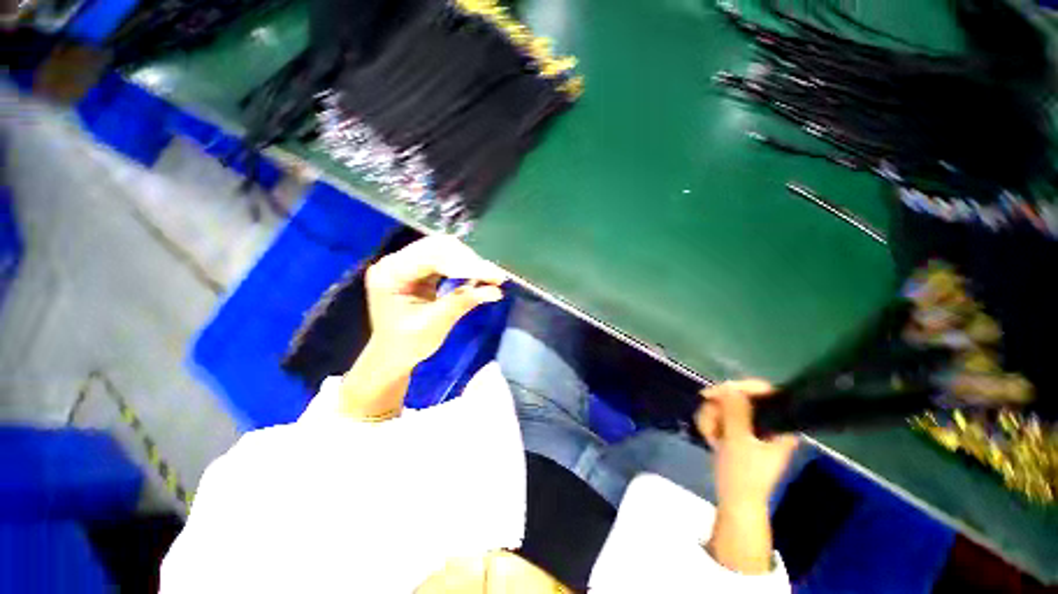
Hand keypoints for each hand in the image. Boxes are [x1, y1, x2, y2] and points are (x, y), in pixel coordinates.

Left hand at [365, 236, 506, 369]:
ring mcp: (407, 263)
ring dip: (470, 262)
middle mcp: (396, 261)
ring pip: (445, 250)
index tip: (493, 276)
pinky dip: (465, 267)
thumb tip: (495, 290)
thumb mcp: (434, 324)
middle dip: (470, 261)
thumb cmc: (406, 345)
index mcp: (390, 273)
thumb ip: (462, 302)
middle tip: (495, 277)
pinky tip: (478, 276)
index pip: (432, 257)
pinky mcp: (419, 269)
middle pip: (439, 247)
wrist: (392, 356)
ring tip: (491, 277)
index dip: (465, 264)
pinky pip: (446, 260)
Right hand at [695, 380, 798, 507]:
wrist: (734, 502)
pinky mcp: (737, 433)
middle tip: (711, 424)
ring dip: (711, 418)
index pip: (763, 391)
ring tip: (710, 436)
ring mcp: (751, 428)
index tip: (714, 394)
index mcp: (779, 424)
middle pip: (738, 397)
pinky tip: (710, 438)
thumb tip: (730, 386)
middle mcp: (767, 422)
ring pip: (725, 406)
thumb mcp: (738, 442)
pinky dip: (711, 424)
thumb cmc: (742, 476)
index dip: (738, 388)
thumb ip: (735, 412)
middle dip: (718, 408)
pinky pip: (720, 416)